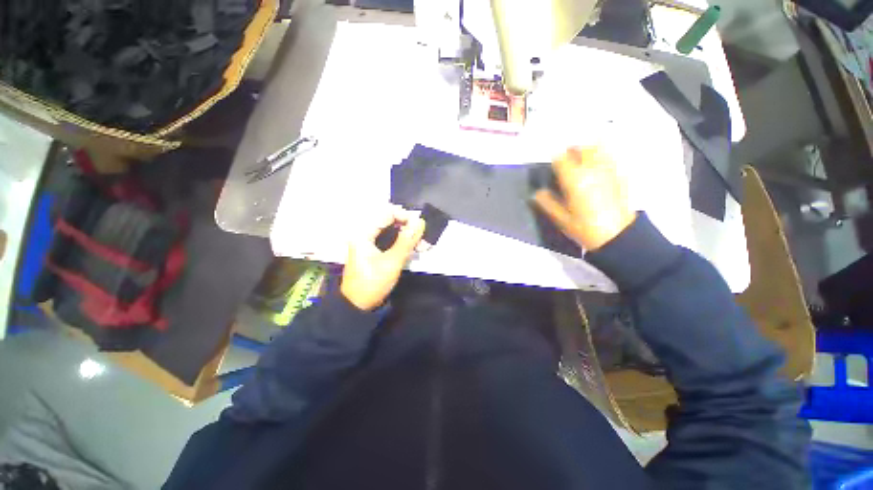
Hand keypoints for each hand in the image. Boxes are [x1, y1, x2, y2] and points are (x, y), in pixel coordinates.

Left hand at [341, 205, 425, 310]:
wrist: (357, 306)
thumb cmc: (373, 283)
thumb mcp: (392, 262)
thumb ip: (406, 241)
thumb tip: (420, 222)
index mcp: (364, 233)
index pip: (387, 214)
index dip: (405, 216)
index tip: (420, 226)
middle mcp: (365, 234)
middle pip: (390, 222)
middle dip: (409, 228)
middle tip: (424, 238)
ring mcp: (369, 243)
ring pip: (392, 232)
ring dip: (408, 237)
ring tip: (423, 246)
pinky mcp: (374, 251)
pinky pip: (391, 241)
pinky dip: (403, 244)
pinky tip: (416, 250)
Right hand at [533, 146, 635, 250]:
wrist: (617, 235)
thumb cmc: (584, 227)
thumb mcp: (561, 218)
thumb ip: (547, 203)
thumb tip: (536, 193)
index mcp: (574, 180)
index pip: (561, 158)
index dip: (555, 159)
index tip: (553, 166)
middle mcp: (591, 170)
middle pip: (582, 148)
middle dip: (573, 151)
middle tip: (567, 161)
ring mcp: (608, 171)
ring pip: (599, 149)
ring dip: (588, 151)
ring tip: (583, 161)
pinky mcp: (620, 176)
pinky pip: (611, 158)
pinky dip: (602, 158)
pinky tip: (598, 170)